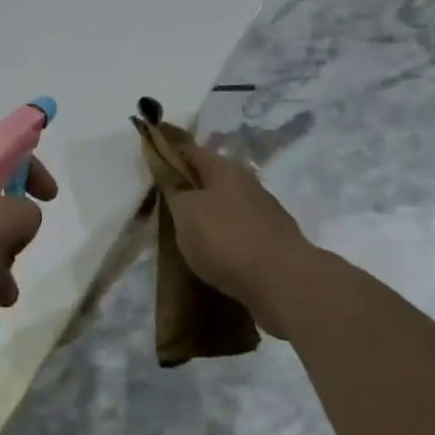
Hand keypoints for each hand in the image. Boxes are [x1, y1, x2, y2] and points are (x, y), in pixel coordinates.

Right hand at [162, 140, 317, 337]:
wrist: (285, 283)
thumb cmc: (226, 238)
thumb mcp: (185, 211)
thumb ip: (174, 191)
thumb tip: (172, 179)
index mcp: (225, 169)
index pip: (190, 151)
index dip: (168, 155)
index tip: (149, 168)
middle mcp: (248, 185)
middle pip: (211, 180)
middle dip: (189, 190)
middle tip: (165, 207)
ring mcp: (265, 214)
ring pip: (226, 208)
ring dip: (208, 218)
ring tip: (187, 237)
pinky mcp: (274, 243)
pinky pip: (240, 235)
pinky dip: (225, 241)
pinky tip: (214, 257)